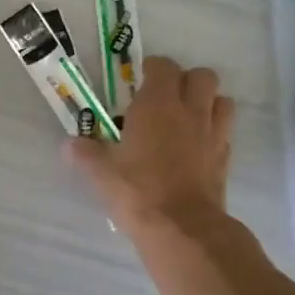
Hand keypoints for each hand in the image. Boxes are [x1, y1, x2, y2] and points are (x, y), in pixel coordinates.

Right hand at [65, 55, 231, 233]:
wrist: (181, 227)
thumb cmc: (137, 191)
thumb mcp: (101, 173)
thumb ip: (85, 154)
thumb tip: (70, 144)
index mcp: (157, 104)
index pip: (163, 66)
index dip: (152, 68)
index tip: (139, 79)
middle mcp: (190, 110)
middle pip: (202, 75)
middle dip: (185, 80)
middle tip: (165, 98)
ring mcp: (213, 133)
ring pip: (221, 100)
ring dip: (207, 102)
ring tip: (187, 118)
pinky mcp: (225, 157)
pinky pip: (225, 130)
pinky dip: (214, 130)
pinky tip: (197, 146)